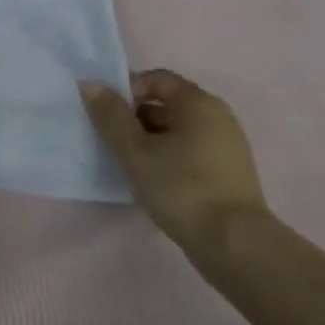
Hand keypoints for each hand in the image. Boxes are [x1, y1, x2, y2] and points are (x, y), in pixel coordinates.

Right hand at [80, 69, 269, 259]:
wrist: (234, 245)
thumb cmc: (180, 187)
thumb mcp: (134, 149)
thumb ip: (110, 114)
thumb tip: (90, 83)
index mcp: (199, 104)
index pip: (156, 79)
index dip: (126, 89)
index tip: (106, 114)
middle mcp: (218, 118)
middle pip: (165, 103)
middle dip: (133, 116)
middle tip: (110, 138)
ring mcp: (226, 146)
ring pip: (175, 129)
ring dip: (147, 138)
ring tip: (127, 160)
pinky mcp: (226, 172)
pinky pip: (187, 150)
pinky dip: (165, 155)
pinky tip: (150, 177)